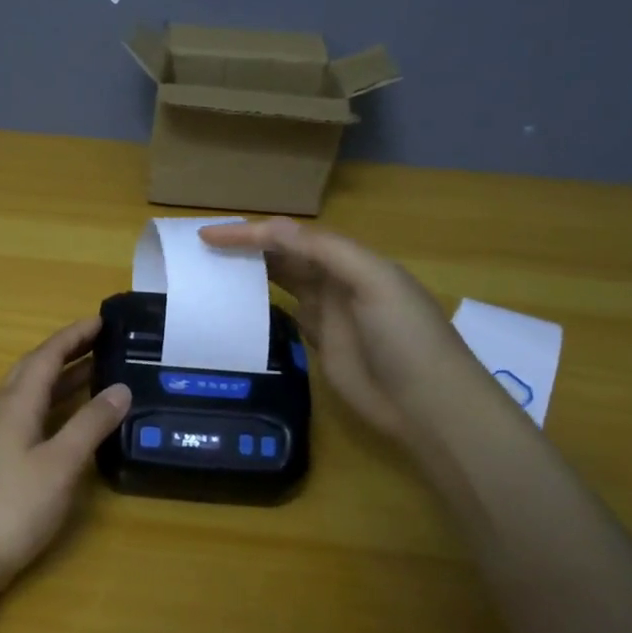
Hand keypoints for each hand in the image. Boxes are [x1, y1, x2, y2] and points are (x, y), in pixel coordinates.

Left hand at [0, 318, 131, 593]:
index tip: (101, 320)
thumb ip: (91, 423)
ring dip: (62, 376)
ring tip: (96, 369)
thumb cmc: (15, 504)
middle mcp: (3, 409)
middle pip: (35, 368)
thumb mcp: (61, 463)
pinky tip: (72, 415)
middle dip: (67, 350)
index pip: (46, 356)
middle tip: (102, 340)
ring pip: (32, 391)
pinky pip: (31, 412)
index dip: (73, 336)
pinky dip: (55, 402)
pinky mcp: (0, 455)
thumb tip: (121, 388)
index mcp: (16, 403)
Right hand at [200, 218, 480, 440]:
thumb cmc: (405, 337)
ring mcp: (327, 314)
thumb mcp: (374, 283)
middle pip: (284, 256)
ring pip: (282, 283)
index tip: (209, 237)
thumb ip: (325, 252)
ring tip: (211, 271)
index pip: (292, 237)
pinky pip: (284, 316)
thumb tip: (272, 228)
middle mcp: (336, 281)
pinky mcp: (319, 344)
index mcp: (351, 260)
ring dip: (251, 273)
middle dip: (247, 248)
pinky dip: (261, 306)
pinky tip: (237, 305)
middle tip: (203, 251)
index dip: (251, 233)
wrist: (428, 404)